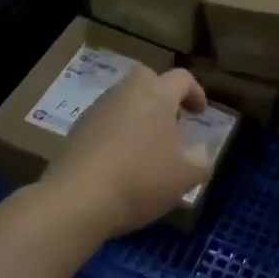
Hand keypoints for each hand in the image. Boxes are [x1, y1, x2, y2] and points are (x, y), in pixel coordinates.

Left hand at [43, 67, 213, 239]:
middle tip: (172, 121)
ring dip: (139, 114)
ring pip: (124, 99)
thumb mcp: (184, 178)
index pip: (182, 78)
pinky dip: (118, 131)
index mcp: (157, 95)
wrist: (78, 199)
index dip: (196, 93)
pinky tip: (122, 160)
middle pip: (148, 79)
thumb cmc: (141, 180)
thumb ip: (201, 163)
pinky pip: (106, 120)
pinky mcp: (78, 128)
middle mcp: (126, 92)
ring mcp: (97, 108)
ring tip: (148, 146)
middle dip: (162, 94)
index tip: (201, 114)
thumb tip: (201, 155)